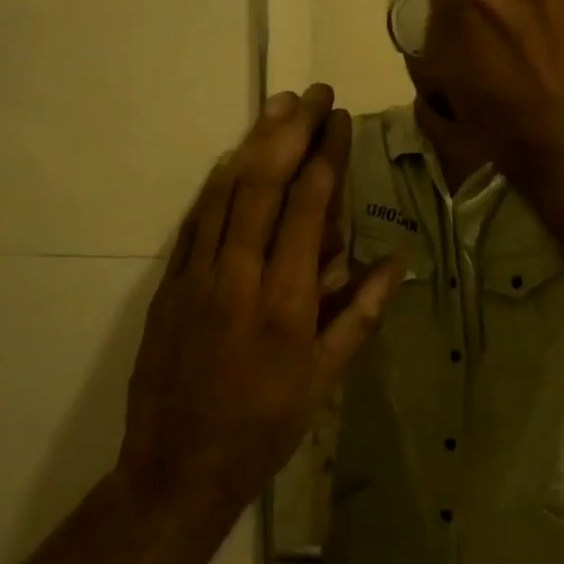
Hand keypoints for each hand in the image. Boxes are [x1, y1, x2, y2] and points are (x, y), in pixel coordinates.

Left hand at [118, 85, 401, 523]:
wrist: (175, 468)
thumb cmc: (262, 428)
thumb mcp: (323, 382)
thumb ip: (358, 316)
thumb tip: (394, 260)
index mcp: (285, 302)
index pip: (307, 207)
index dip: (325, 156)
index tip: (340, 121)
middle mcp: (238, 276)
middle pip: (263, 184)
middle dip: (290, 132)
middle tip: (313, 95)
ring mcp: (197, 275)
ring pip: (225, 192)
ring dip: (253, 143)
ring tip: (278, 106)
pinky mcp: (169, 282)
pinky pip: (197, 218)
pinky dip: (218, 181)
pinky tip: (234, 157)